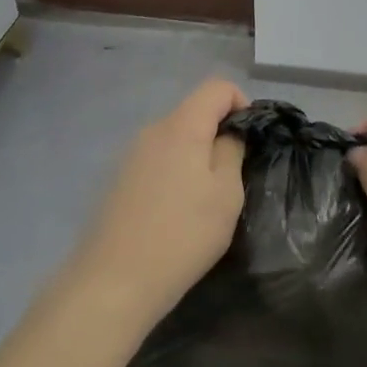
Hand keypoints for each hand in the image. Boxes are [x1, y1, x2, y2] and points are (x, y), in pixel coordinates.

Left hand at [64, 79, 248, 336]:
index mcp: (181, 126)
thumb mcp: (226, 194)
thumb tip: (228, 134)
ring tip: (205, 201)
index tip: (250, 141)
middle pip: (194, 112)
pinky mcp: (119, 179)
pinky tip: (176, 212)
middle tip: (232, 178)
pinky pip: (157, 160)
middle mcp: (152, 130)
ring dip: (196, 156)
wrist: (116, 280)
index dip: (241, 104)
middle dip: (218, 134)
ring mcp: (131, 154)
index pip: (216, 87)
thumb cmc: (183, 234)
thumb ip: (231, 152)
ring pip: (175, 138)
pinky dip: (175, 173)